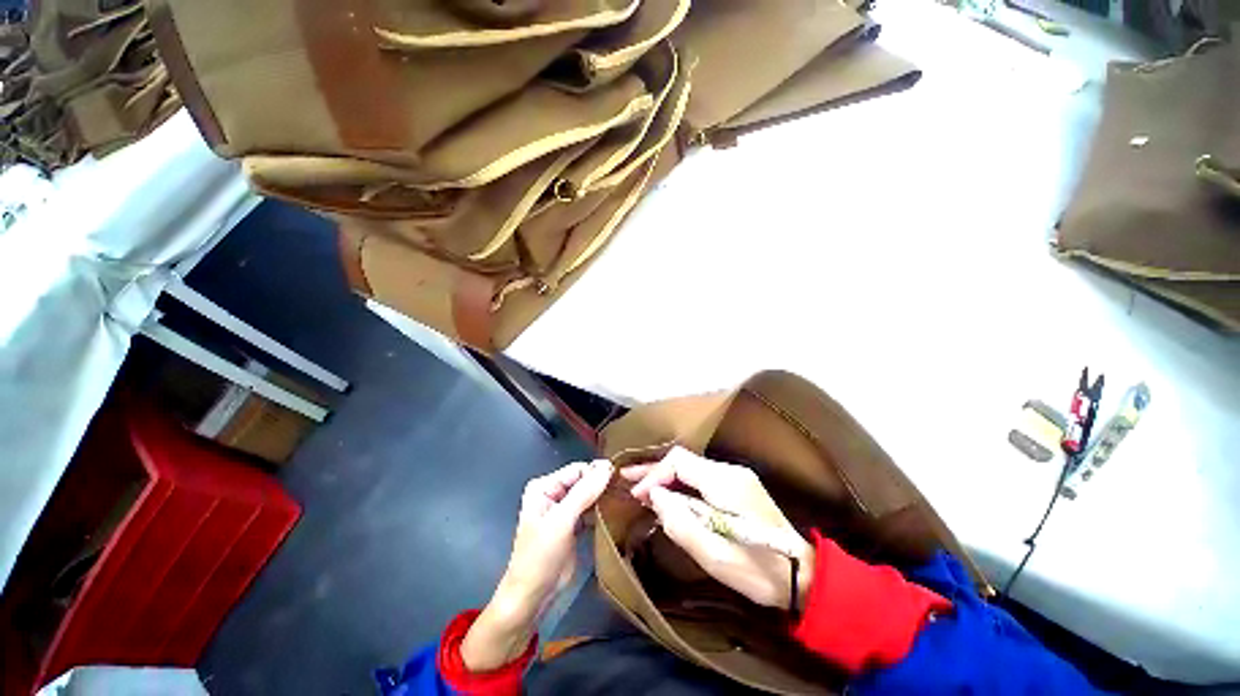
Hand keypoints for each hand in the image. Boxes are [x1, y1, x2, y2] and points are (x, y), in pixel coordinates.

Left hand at [461, 460, 612, 670]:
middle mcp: (553, 493)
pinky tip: (617, 510)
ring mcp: (563, 510)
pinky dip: (601, 510)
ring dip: (604, 496)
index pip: (577, 470)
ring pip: (589, 495)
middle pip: (583, 481)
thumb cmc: (540, 556)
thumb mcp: (561, 521)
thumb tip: (607, 467)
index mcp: (544, 486)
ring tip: (625, 497)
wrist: (532, 597)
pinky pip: (590, 510)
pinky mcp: (573, 525)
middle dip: (602, 484)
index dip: (598, 472)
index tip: (621, 478)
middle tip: (627, 488)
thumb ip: (584, 493)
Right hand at [624, 447, 813, 611]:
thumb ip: (681, 522)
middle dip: (654, 469)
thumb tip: (655, 496)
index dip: (654, 474)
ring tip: (640, 485)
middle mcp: (730, 471)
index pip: (679, 462)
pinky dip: (679, 483)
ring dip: (665, 476)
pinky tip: (667, 493)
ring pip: (690, 467)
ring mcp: (736, 477)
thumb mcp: (715, 555)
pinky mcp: (738, 487)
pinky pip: (700, 477)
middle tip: (627, 478)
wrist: (803, 576)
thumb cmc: (759, 570)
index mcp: (725, 482)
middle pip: (683, 460)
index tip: (637, 496)